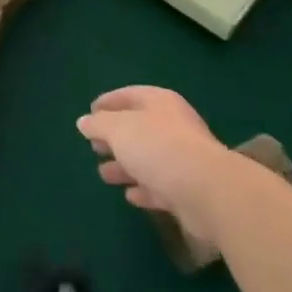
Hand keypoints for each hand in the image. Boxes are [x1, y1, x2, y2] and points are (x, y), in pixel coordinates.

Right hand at [77, 86, 229, 240]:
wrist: (207, 191)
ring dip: (126, 166)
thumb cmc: (158, 147)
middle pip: (138, 128)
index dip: (108, 102)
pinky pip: (159, 186)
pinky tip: (129, 195)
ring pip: (147, 159)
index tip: (89, 112)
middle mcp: (173, 126)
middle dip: (115, 137)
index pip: (128, 95)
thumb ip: (98, 124)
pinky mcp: (187, 190)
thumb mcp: (118, 129)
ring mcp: (182, 159)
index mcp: (159, 103)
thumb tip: (84, 122)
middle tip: (94, 146)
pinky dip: (143, 188)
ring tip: (104, 173)